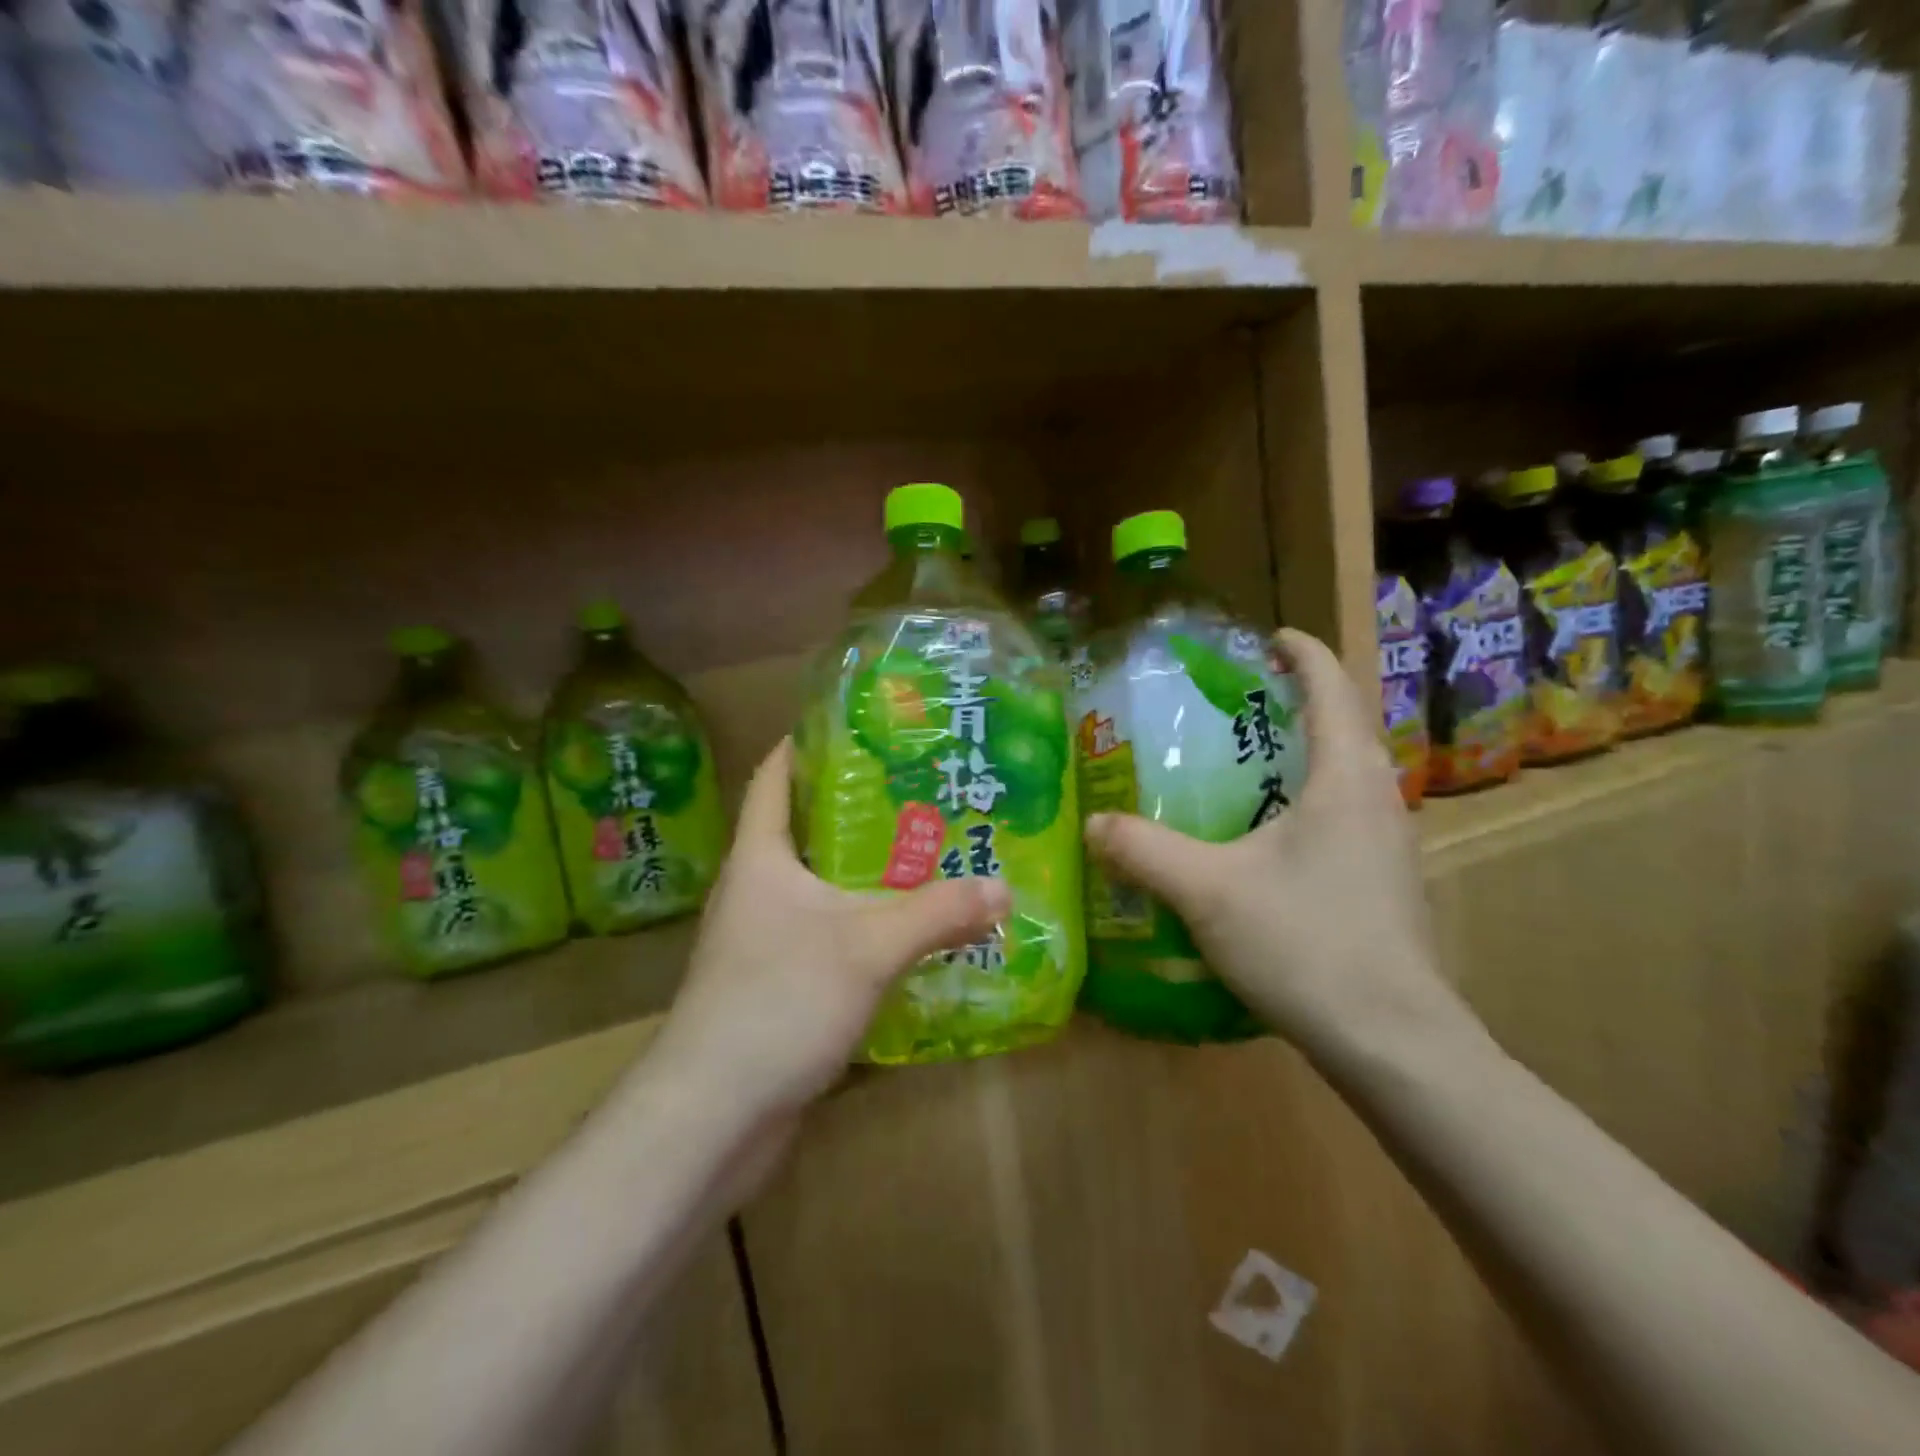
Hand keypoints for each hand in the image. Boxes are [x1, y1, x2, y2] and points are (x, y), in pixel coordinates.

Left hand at [650, 739, 1009, 1124]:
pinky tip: (909, 933)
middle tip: (922, 791)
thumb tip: (1005, 889)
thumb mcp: (869, 946)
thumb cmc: (779, 1001)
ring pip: (820, 888)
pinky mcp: (777, 986)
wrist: (712, 1116)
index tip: (858, 724)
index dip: (805, 743)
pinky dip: (864, 926)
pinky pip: (827, 936)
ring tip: (927, 854)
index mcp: (760, 857)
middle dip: (859, 810)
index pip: (774, 776)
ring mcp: (763, 941)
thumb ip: (938, 912)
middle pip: (806, 830)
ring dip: (866, 874)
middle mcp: (756, 890)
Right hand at [1084, 628, 1466, 1061]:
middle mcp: (1378, 799)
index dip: (1300, 653)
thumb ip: (1144, 852)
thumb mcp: (1208, 892)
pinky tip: (1261, 841)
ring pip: (1342, 778)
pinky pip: (1342, 819)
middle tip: (1232, 706)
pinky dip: (1303, 804)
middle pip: (1340, 728)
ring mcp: (1389, 845)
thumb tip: (1092, 825)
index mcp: (1345, 778)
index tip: (1267, 638)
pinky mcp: (1385, 884)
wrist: (1393, 1042)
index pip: (1329, 688)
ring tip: (1240, 767)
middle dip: (1293, 705)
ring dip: (1299, 758)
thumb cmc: (1306, 944)